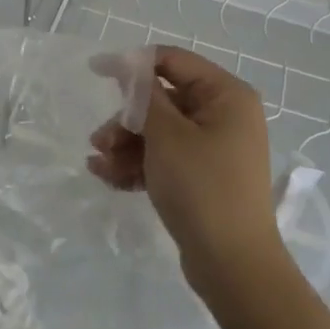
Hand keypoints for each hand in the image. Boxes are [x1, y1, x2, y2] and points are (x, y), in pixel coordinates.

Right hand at [88, 46, 283, 295]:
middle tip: (99, 140)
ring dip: (126, 144)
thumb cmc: (202, 188)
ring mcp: (215, 148)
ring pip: (160, 131)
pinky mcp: (204, 176)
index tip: (96, 71)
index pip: (172, 61)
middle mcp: (224, 115)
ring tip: (99, 165)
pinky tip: (109, 177)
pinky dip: (139, 164)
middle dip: (126, 119)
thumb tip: (128, 65)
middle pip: (163, 99)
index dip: (132, 64)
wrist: (234, 267)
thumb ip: (144, 95)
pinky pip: (166, 157)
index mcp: (226, 95)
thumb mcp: (166, 136)